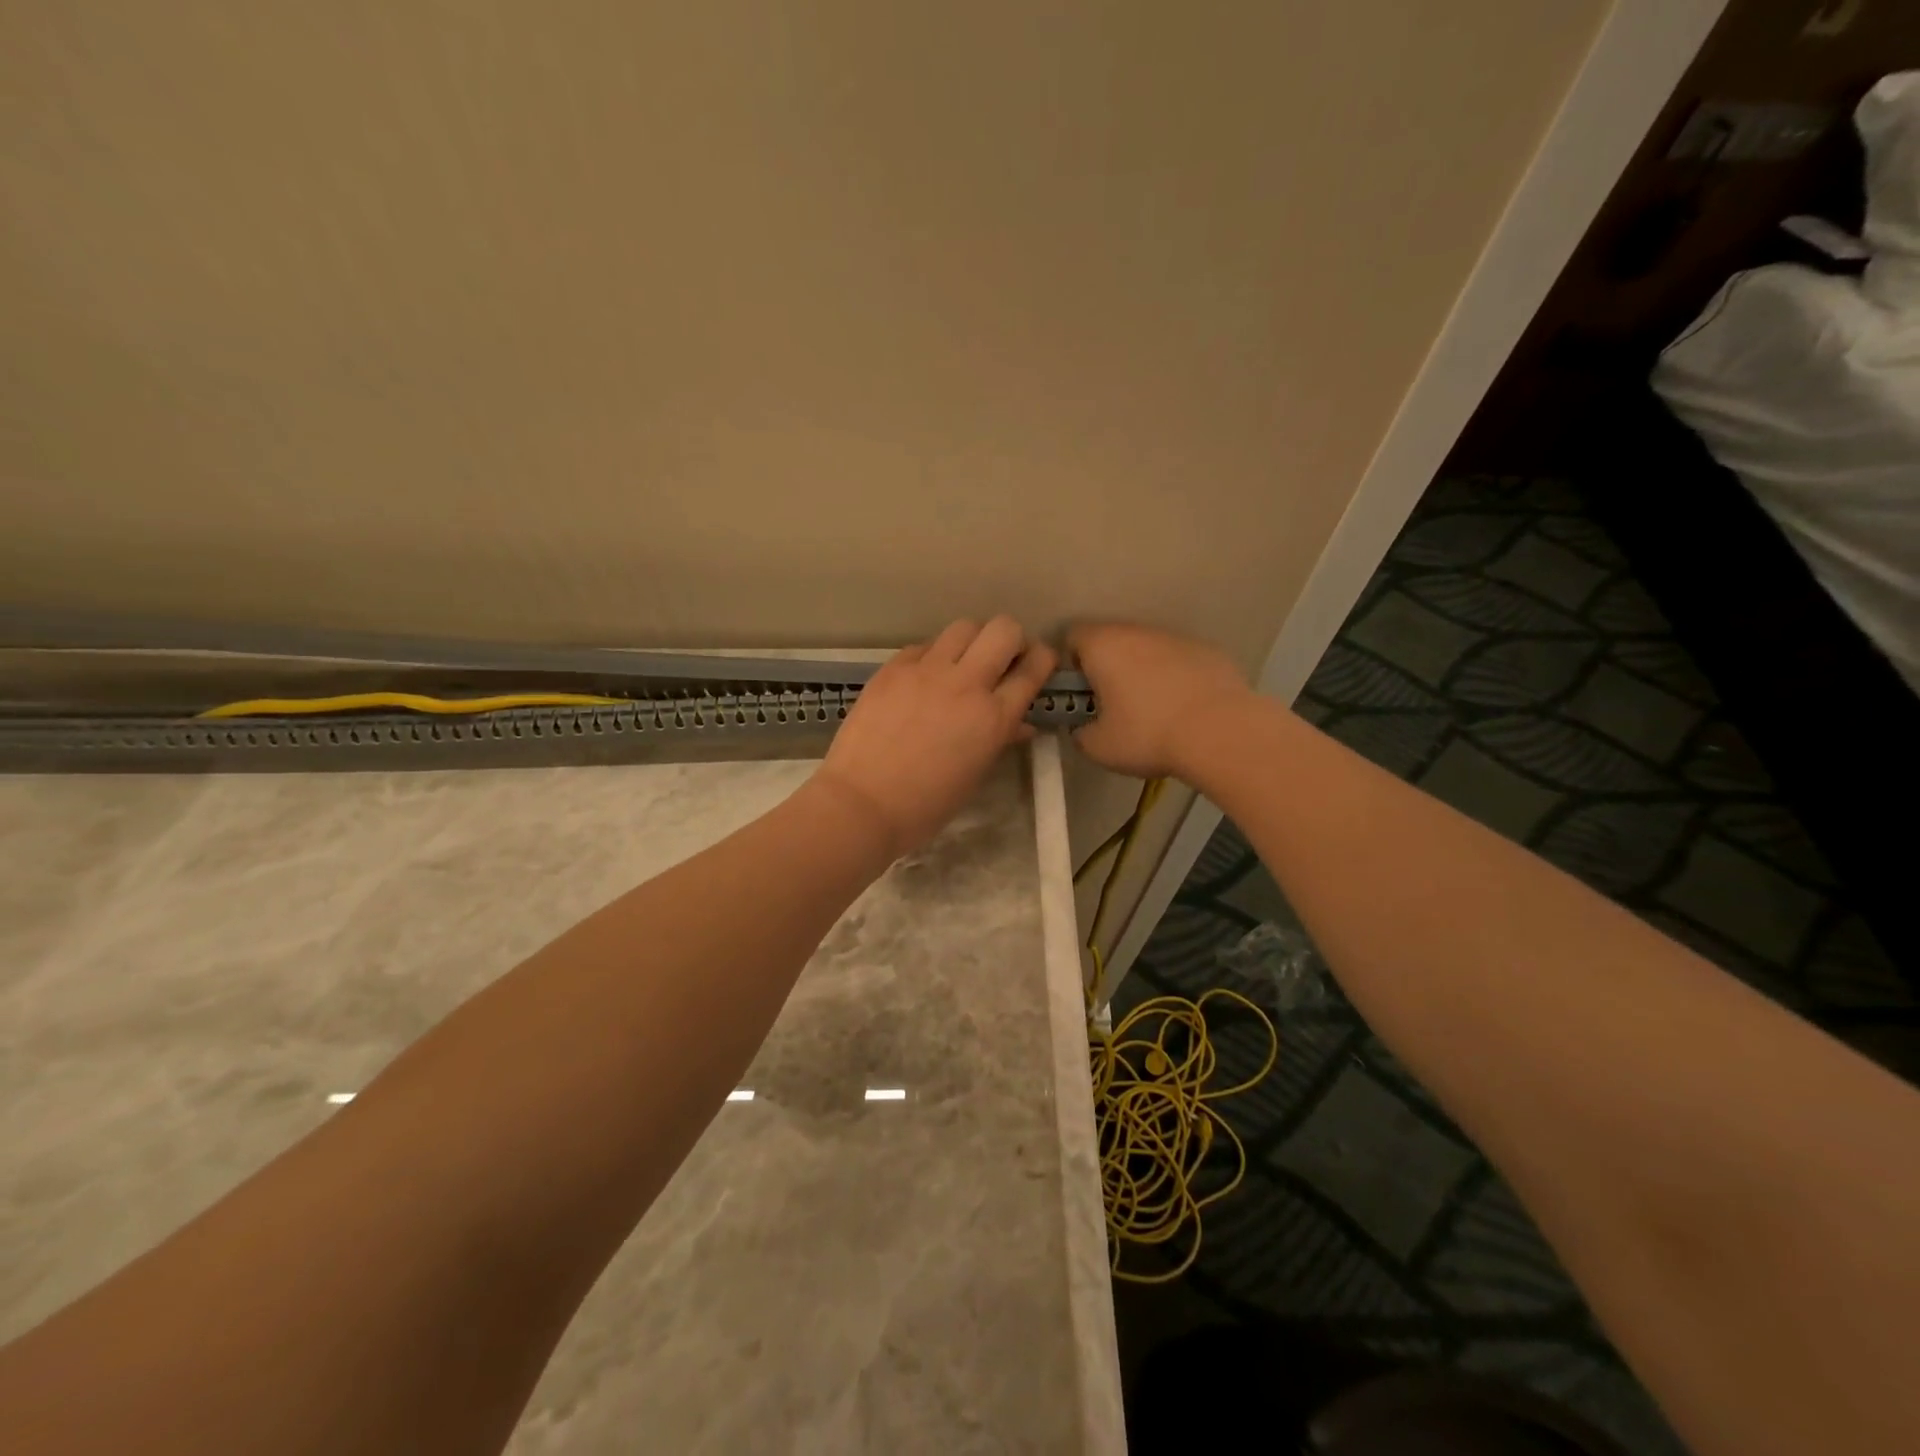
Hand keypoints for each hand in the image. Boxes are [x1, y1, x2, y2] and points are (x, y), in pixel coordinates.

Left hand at [815, 617, 1057, 856]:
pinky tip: (924, 679)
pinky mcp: (893, 668)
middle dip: (1011, 640)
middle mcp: (965, 683)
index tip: (1038, 665)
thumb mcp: (974, 775)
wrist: (861, 804)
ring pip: (963, 627)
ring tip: (962, 664)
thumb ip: (1000, 740)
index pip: (1033, 668)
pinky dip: (933, 656)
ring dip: (972, 642)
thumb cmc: (925, 805)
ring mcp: (926, 670)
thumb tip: (1020, 724)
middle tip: (1002, 661)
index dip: (1042, 660)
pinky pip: (923, 646)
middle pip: (1003, 629)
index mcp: (993, 717)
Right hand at [1068, 622, 1252, 779]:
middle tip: (1112, 706)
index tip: (1079, 693)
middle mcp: (1138, 631)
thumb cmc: (1147, 734)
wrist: (1221, 733)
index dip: (1069, 664)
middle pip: (1112, 640)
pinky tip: (1184, 710)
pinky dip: (1175, 678)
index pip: (1072, 636)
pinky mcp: (1209, 651)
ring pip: (1148, 649)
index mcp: (1103, 646)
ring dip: (1142, 671)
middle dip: (1108, 667)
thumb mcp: (1098, 747)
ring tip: (1153, 711)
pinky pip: (1180, 661)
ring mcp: (1177, 638)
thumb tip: (1084, 728)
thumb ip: (1081, 732)